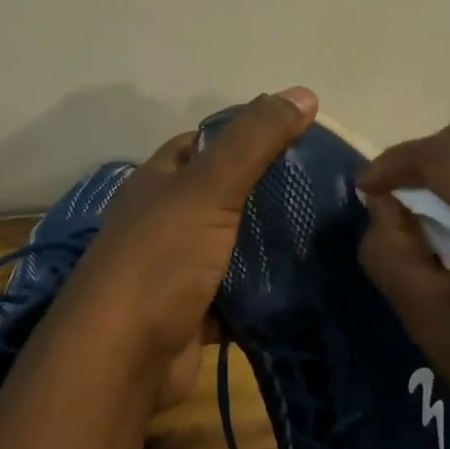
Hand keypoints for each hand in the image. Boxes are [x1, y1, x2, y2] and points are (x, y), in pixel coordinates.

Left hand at [52, 88, 317, 410]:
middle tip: (325, 189)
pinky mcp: (194, 312)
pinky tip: (306, 282)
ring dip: (269, 243)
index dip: (247, 134)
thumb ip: (254, 141)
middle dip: (267, 192)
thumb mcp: (209, 187)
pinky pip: (237, 293)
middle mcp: (163, 220)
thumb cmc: (161, 258)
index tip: (299, 138)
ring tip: (326, 231)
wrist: (123, 356)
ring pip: (232, 245)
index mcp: (159, 181)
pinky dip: (264, 290)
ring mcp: (177, 268)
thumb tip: (304, 92)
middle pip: (222, 195)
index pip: (205, 143)